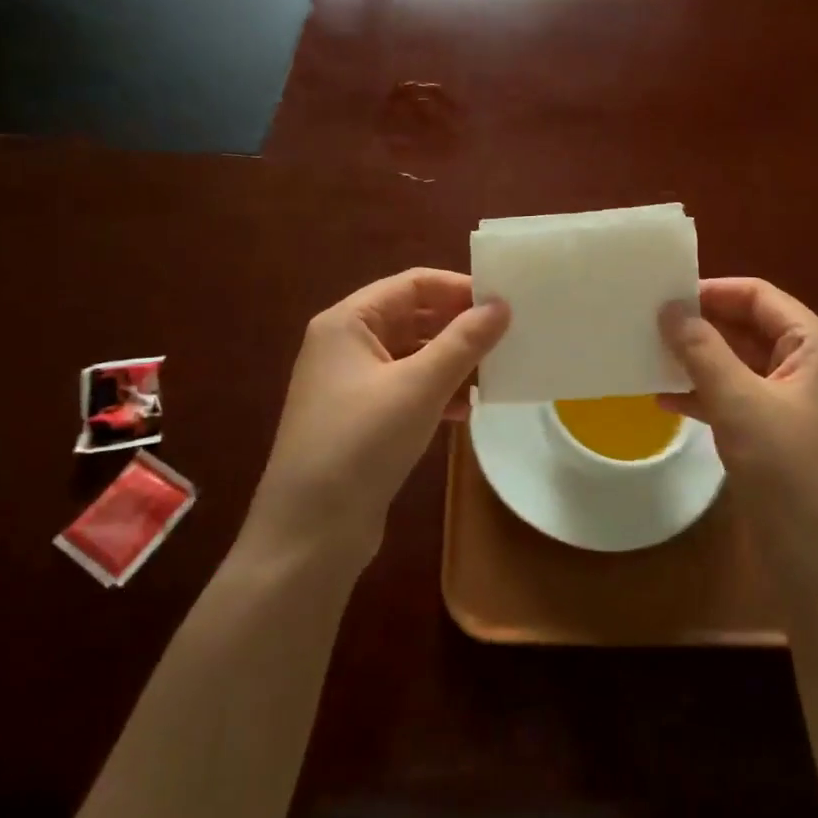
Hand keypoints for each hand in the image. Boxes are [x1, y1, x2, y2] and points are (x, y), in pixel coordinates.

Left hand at [243, 269, 509, 569]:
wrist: (309, 533)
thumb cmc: (361, 443)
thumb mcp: (419, 387)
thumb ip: (463, 342)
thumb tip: (501, 305)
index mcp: (348, 322)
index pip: (412, 284)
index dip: (459, 288)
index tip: (504, 302)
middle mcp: (345, 344)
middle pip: (412, 316)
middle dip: (459, 325)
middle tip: (508, 335)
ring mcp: (350, 383)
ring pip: (413, 354)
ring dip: (452, 360)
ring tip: (496, 372)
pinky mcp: (360, 418)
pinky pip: (407, 387)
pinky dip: (437, 390)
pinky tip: (468, 407)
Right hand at [659, 278, 817, 617]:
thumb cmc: (791, 475)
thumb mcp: (741, 405)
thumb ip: (704, 352)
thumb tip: (670, 308)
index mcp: (813, 348)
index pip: (758, 297)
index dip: (712, 291)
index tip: (662, 296)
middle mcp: (805, 368)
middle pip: (747, 327)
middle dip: (700, 325)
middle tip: (646, 323)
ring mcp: (789, 404)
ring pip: (736, 364)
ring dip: (696, 360)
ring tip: (647, 355)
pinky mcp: (773, 437)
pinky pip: (733, 399)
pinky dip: (702, 395)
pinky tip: (663, 400)